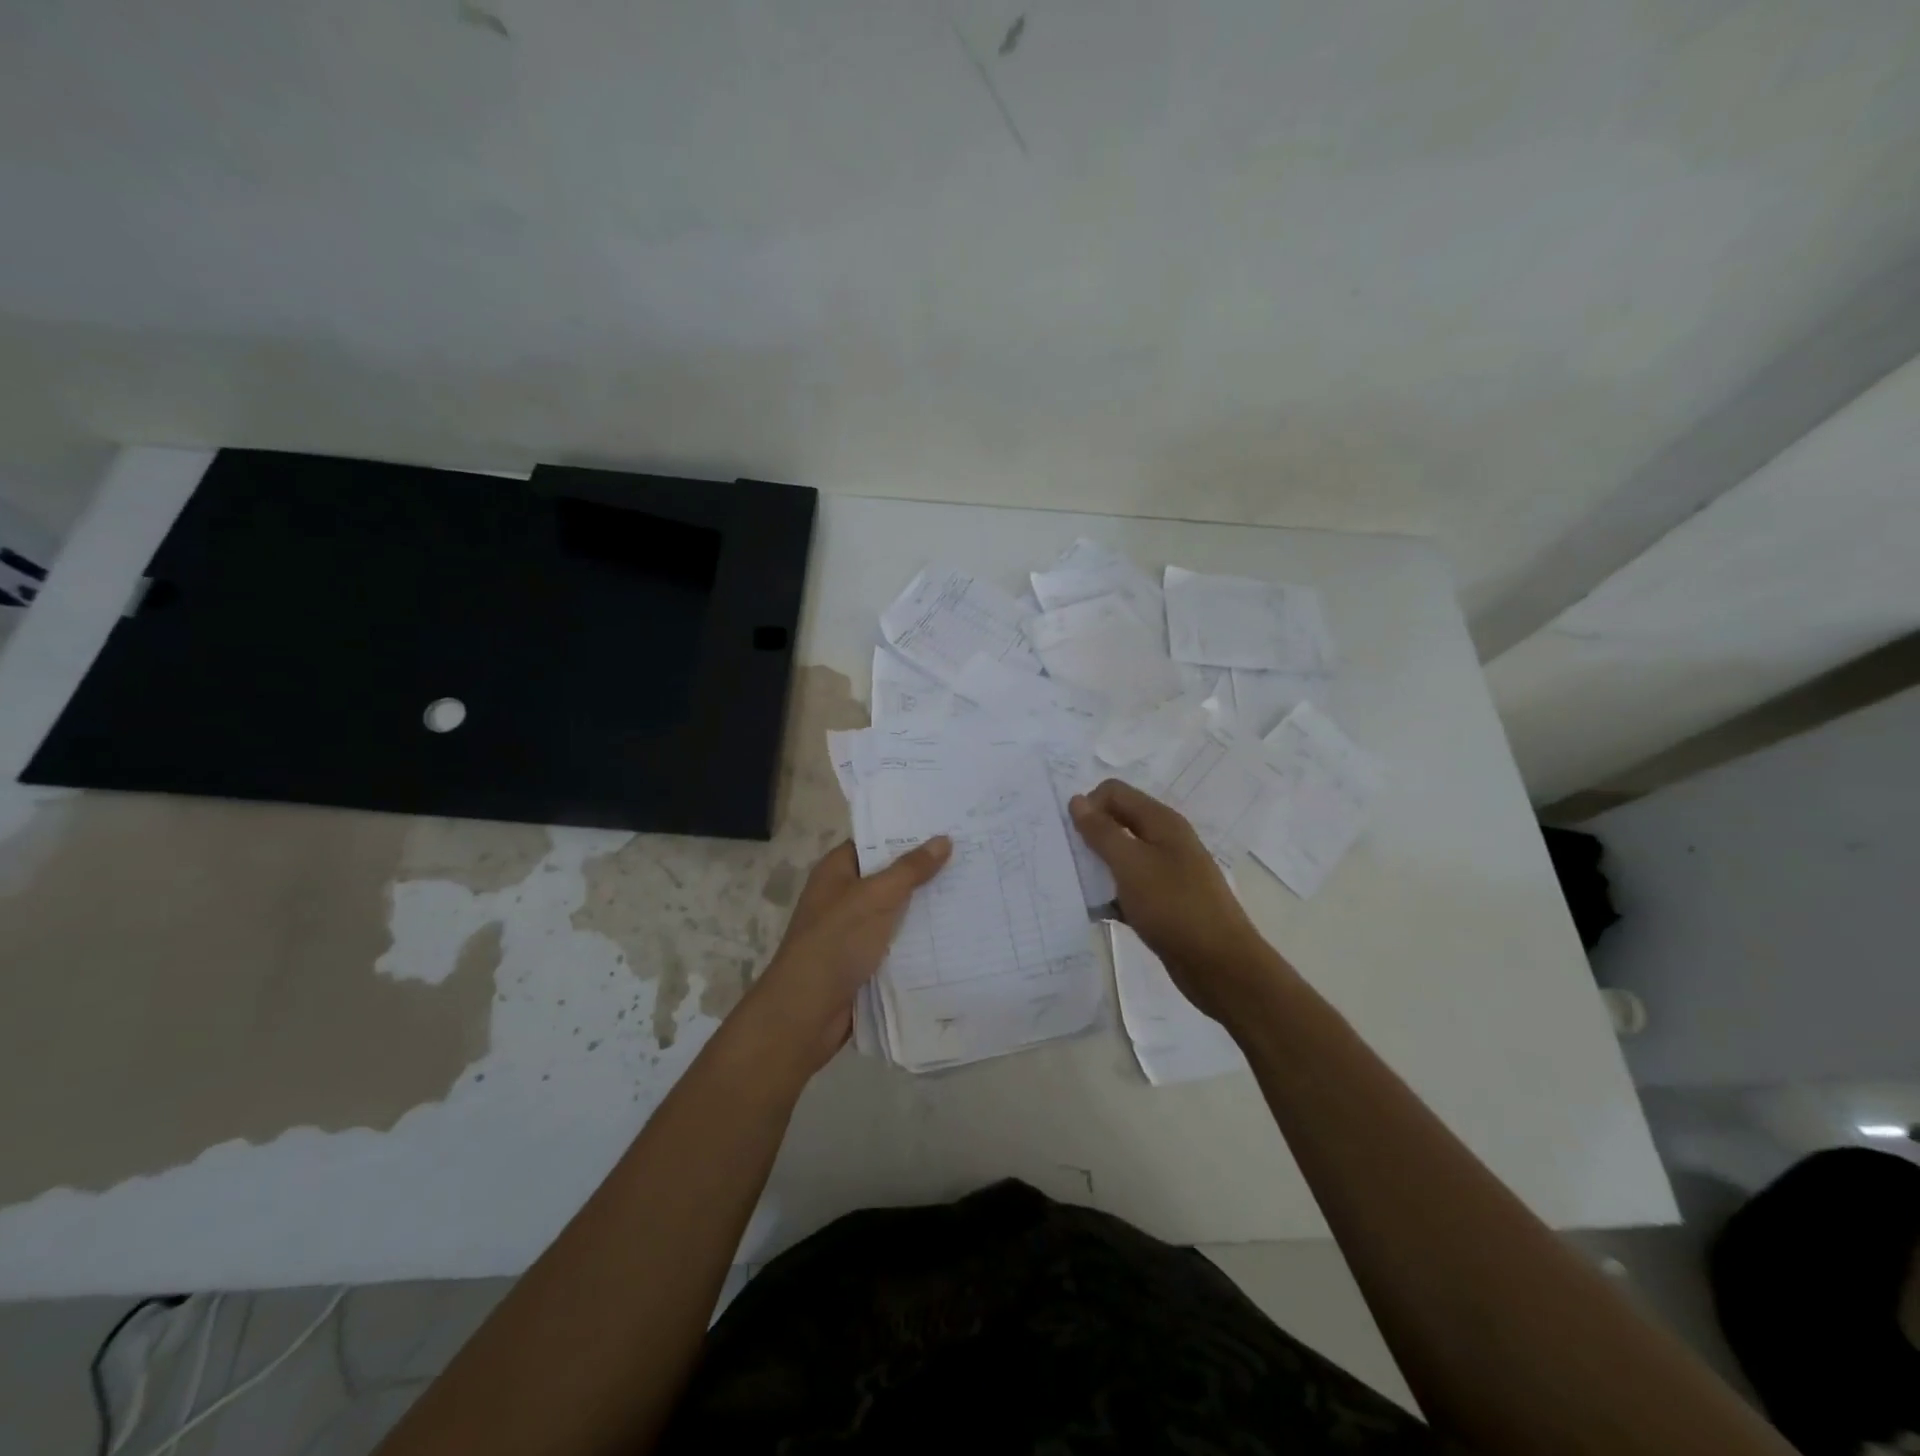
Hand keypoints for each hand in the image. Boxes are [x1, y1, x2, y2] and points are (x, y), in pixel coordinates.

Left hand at [733, 837, 950, 1078]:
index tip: (947, 827)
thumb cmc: (835, 942)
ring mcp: (854, 930)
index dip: (907, 834)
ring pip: (897, 911)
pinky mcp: (865, 961)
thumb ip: (910, 869)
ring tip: (973, 891)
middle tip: (971, 857)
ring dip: (926, 907)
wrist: (807, 1012)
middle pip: (889, 876)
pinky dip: (920, 939)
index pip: (875, 842)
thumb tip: (943, 839)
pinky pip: (898, 942)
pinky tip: (956, 934)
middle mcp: (844, 896)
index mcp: (836, 871)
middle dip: (925, 871)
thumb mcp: (875, 897)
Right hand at [1070, 779, 1281, 1022]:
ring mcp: (1166, 872)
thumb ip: (1102, 832)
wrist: (1221, 966)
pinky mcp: (1163, 902)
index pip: (1114, 792)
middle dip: (1088, 835)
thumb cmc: (1174, 907)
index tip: (1068, 835)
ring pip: (1120, 857)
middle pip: (1117, 822)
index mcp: (1161, 822)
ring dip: (1096, 867)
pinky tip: (1091, 911)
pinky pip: (1127, 888)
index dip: (1088, 806)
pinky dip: (1109, 894)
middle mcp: (1164, 840)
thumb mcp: (1131, 864)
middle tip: (1064, 859)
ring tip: (1072, 886)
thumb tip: (1077, 800)